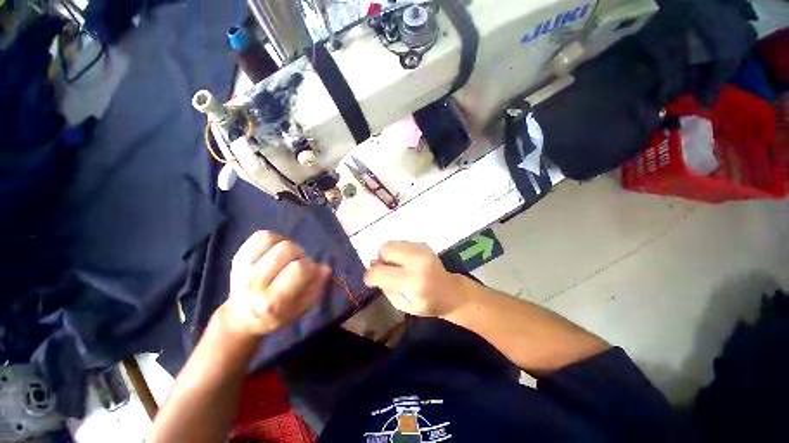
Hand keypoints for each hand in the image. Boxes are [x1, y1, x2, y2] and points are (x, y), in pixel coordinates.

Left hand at [222, 231, 331, 337]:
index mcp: (270, 301)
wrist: (242, 317)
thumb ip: (316, 287)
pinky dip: (274, 238)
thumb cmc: (278, 313)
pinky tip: (276, 250)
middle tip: (298, 263)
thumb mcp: (302, 307)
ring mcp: (242, 268)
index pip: (300, 268)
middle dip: (300, 253)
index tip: (311, 272)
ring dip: (287, 243)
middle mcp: (253, 283)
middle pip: (287, 249)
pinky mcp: (237, 257)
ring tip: (288, 255)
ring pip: (272, 238)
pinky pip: (261, 235)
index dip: (311, 266)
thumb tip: (325, 268)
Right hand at [364, 242, 465, 317]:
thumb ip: (386, 288)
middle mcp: (417, 260)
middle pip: (385, 250)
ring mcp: (421, 249)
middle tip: (386, 271)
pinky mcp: (423, 244)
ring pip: (391, 243)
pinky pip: (400, 243)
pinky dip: (397, 252)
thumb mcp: (403, 306)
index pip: (380, 272)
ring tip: (396, 267)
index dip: (370, 276)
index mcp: (413, 281)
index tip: (370, 281)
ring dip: (388, 255)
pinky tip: (405, 262)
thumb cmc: (427, 304)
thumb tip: (374, 269)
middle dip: (379, 260)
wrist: (450, 291)